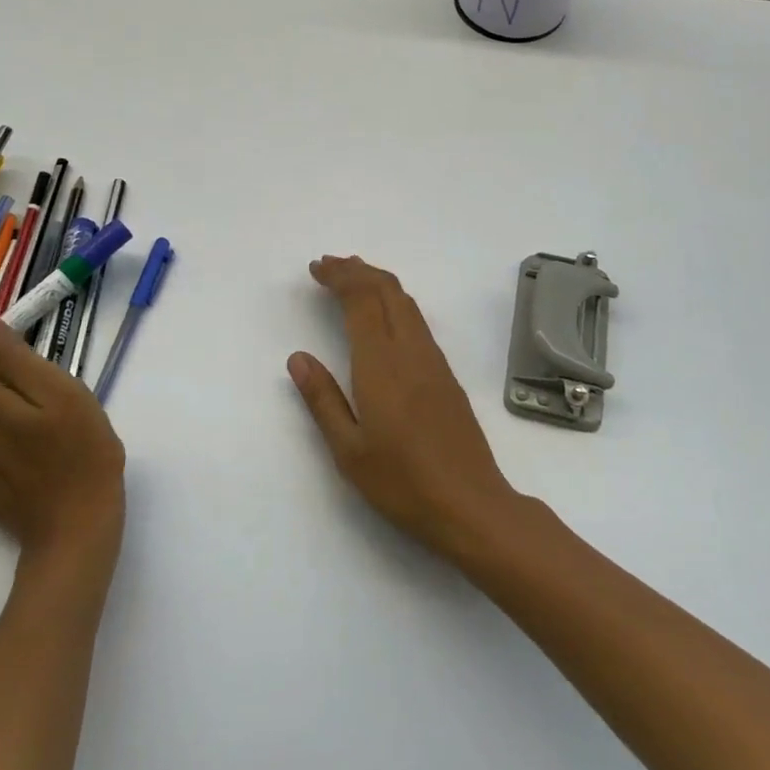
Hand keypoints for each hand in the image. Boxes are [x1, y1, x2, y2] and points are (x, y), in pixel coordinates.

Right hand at [288, 256, 522, 557]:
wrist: (471, 504)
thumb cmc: (402, 482)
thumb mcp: (348, 450)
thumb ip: (322, 399)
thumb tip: (298, 357)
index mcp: (381, 364)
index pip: (361, 300)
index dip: (339, 277)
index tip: (316, 268)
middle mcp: (410, 351)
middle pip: (386, 290)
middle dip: (357, 270)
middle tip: (328, 264)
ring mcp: (433, 360)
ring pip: (406, 302)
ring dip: (378, 281)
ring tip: (353, 277)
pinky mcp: (446, 374)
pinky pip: (417, 320)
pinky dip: (394, 301)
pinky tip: (384, 315)